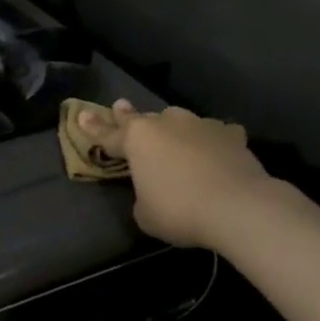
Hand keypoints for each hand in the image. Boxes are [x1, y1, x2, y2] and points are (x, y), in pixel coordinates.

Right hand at [75, 100, 274, 251]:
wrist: (238, 207)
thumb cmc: (179, 210)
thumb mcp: (145, 213)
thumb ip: (142, 196)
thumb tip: (152, 191)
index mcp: (138, 139)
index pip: (108, 134)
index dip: (93, 128)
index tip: (81, 115)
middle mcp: (166, 124)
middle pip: (142, 118)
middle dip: (129, 116)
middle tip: (120, 107)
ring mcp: (201, 125)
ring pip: (180, 121)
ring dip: (173, 129)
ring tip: (174, 136)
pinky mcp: (231, 135)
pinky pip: (216, 132)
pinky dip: (212, 139)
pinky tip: (217, 147)